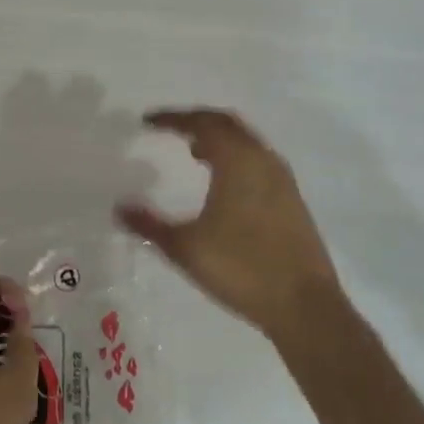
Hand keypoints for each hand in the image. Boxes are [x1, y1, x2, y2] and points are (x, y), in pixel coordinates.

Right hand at [117, 109, 342, 344]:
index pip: (202, 123)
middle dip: (198, 122)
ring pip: (246, 143)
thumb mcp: (186, 248)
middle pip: (227, 124)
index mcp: (238, 160)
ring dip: (219, 140)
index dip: (173, 118)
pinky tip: (223, 185)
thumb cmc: (241, 268)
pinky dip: (235, 158)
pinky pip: (258, 161)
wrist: (304, 305)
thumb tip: (119, 207)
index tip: (148, 121)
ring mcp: (282, 179)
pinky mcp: (292, 199)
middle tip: (171, 129)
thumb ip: (149, 225)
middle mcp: (263, 159)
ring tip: (193, 153)